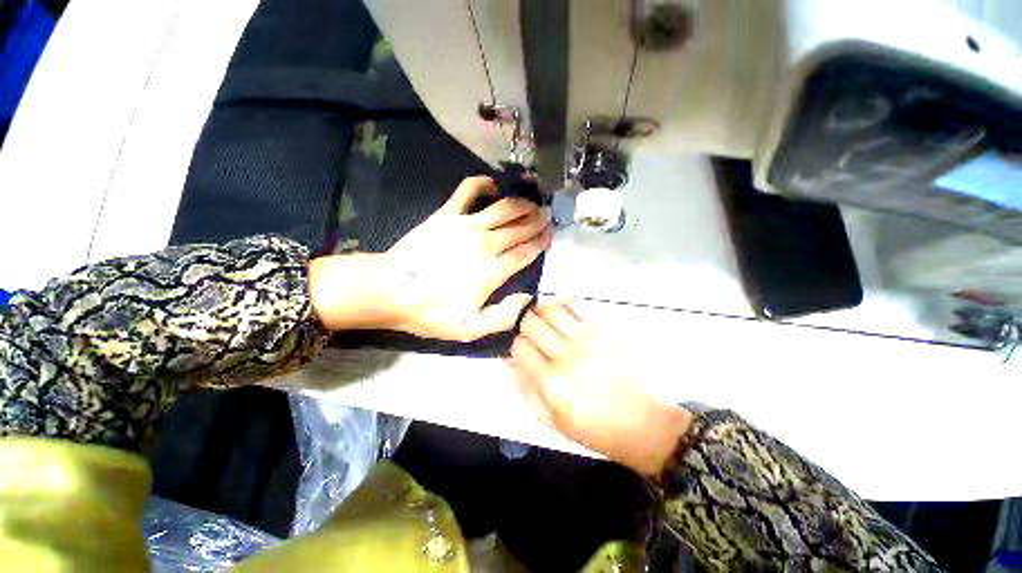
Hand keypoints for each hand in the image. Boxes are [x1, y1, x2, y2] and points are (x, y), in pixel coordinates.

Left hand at [309, 176, 552, 341]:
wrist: (391, 290)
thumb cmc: (431, 312)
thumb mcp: (469, 329)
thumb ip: (503, 317)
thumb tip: (526, 298)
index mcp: (492, 272)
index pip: (526, 252)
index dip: (541, 242)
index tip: (551, 235)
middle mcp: (485, 245)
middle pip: (519, 228)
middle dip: (538, 220)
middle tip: (549, 215)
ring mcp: (465, 226)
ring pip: (503, 208)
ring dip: (521, 204)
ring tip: (533, 202)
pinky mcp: (447, 215)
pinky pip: (469, 191)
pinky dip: (483, 184)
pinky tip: (493, 186)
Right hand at [507, 301, 691, 475]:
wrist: (645, 423)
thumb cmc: (595, 428)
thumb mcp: (553, 420)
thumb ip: (526, 388)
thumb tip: (509, 360)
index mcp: (552, 383)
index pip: (519, 347)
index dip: (515, 345)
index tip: (521, 349)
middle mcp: (567, 356)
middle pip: (531, 323)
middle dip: (524, 326)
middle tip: (530, 333)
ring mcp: (588, 339)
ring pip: (551, 308)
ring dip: (541, 311)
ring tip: (544, 320)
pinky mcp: (605, 330)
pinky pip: (575, 306)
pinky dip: (563, 305)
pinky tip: (563, 315)